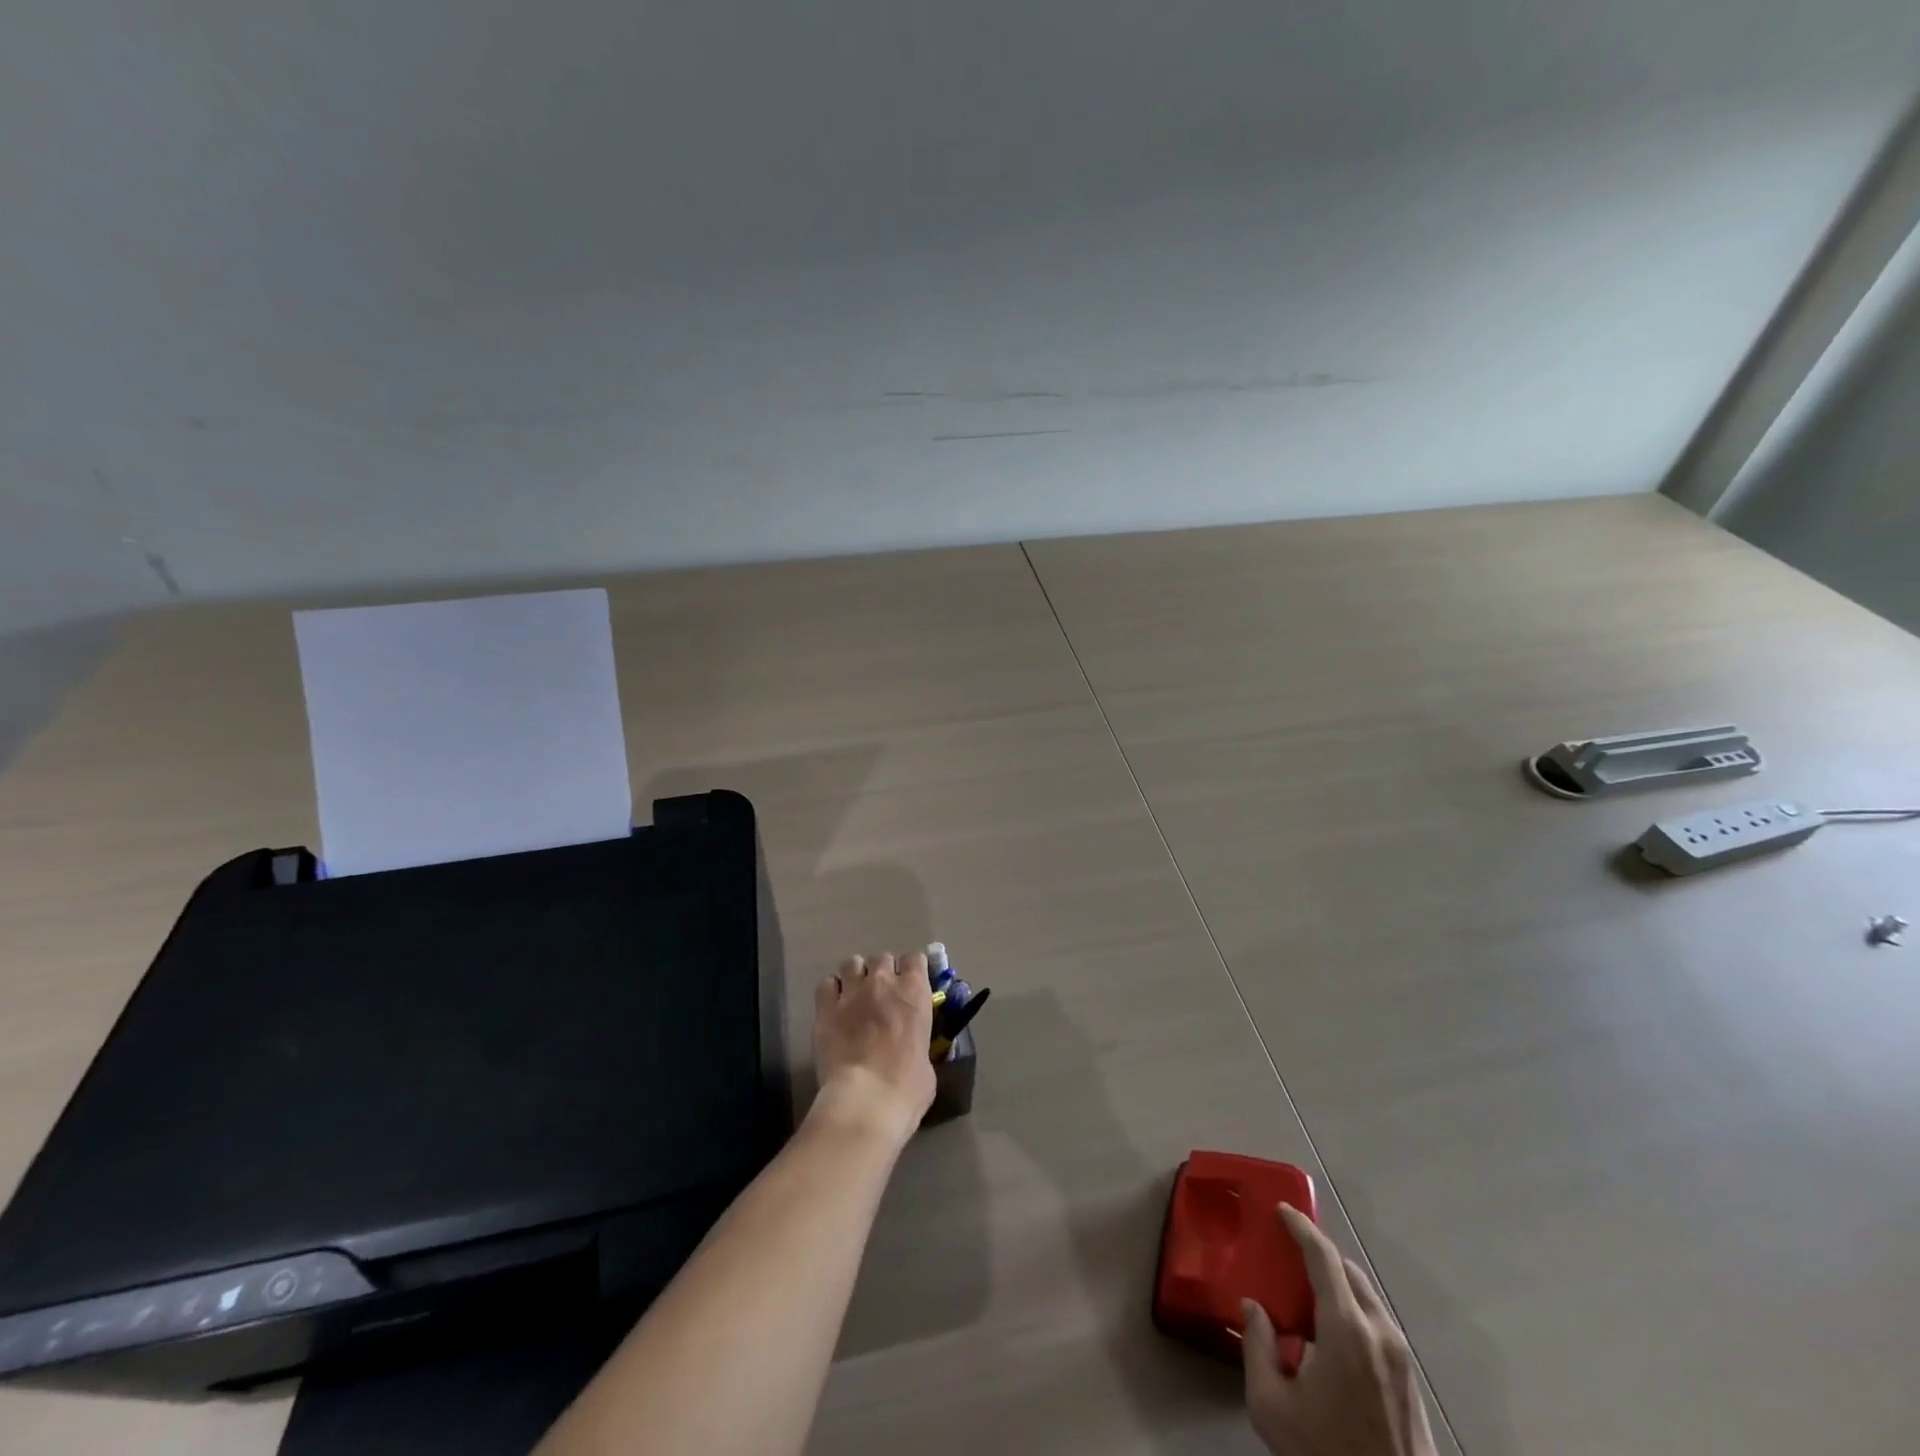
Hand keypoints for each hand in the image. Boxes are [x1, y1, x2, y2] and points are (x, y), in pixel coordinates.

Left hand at [808, 952, 937, 1147]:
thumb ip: (918, 1042)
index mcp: (915, 992)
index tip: (910, 985)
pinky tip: (834, 1006)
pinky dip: (831, 991)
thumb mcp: (927, 1062)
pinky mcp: (825, 1008)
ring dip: (856, 976)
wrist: (865, 1101)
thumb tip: (912, 1049)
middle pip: (882, 958)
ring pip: (852, 963)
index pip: (916, 958)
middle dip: (883, 973)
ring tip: (855, 996)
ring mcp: (852, 992)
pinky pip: (827, 984)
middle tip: (882, 996)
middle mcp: (883, 982)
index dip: (912, 970)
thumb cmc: (906, 1087)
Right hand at [1243, 1205, 1437, 1455]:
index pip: (1323, 1256)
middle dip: (1318, 1256)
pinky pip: (1376, 1323)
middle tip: (1287, 1258)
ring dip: (1336, 1285)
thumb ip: (1257, 1347)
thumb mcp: (1271, 1406)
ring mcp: (1401, 1356)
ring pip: (1365, 1296)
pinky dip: (1351, 1311)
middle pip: (1347, 1271)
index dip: (1301, 1227)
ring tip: (1305, 1301)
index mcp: (1346, 1327)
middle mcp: (1379, 1330)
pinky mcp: (1411, 1380)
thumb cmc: (1327, 1452)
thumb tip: (1253, 1308)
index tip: (1281, 1209)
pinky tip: (1330, 1337)